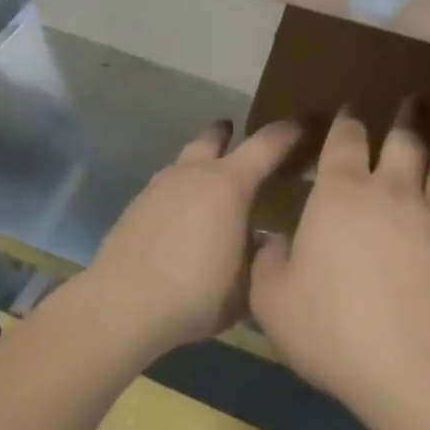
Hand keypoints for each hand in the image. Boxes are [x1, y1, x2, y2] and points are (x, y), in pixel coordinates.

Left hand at [74, 118, 299, 361]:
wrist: (123, 305)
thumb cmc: (197, 291)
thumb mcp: (249, 283)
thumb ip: (264, 256)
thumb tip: (269, 240)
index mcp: (230, 183)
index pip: (268, 143)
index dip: (290, 131)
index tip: (306, 124)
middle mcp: (194, 173)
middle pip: (215, 136)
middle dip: (230, 133)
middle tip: (242, 140)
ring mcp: (160, 185)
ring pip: (186, 159)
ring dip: (202, 164)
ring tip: (212, 188)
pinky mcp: (136, 205)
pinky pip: (167, 186)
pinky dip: (181, 191)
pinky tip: (184, 218)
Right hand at [249, 102, 429, 417]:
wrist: (414, 362)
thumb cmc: (333, 325)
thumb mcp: (274, 300)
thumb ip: (269, 264)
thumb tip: (274, 244)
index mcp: (339, 193)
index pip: (344, 140)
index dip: (346, 120)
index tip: (350, 107)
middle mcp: (387, 191)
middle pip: (402, 139)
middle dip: (405, 116)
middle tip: (412, 99)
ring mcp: (426, 215)